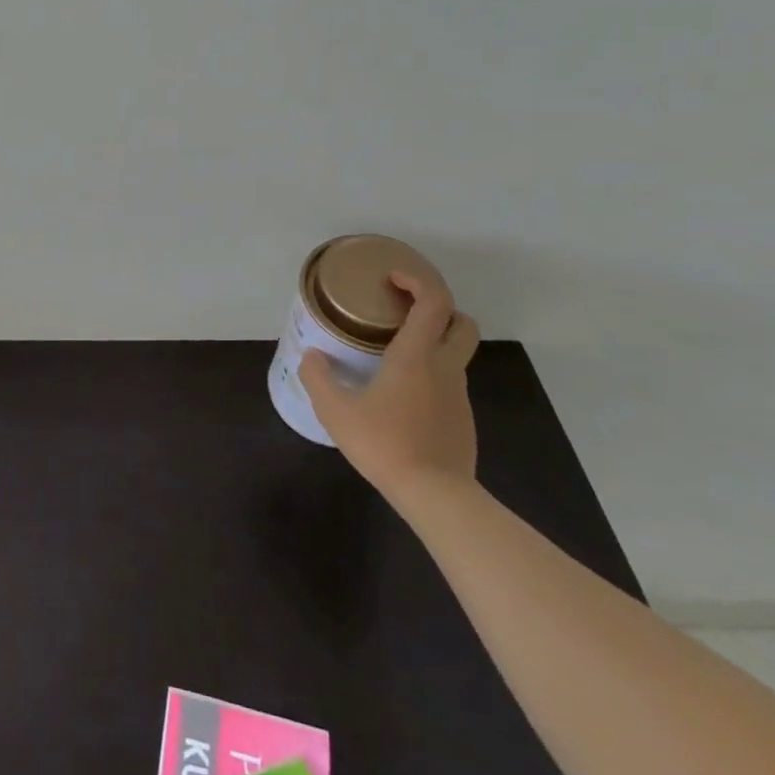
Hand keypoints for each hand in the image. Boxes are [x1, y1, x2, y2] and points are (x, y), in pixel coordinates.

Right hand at [298, 272, 479, 505]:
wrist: (435, 495)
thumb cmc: (384, 444)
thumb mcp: (336, 411)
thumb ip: (319, 378)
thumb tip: (312, 356)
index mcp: (416, 356)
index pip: (434, 301)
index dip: (418, 281)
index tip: (393, 279)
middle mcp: (444, 367)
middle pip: (461, 323)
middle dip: (439, 309)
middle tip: (404, 312)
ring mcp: (458, 395)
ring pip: (455, 354)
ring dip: (433, 343)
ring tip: (394, 356)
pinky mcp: (462, 419)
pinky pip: (449, 383)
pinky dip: (431, 375)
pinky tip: (402, 396)